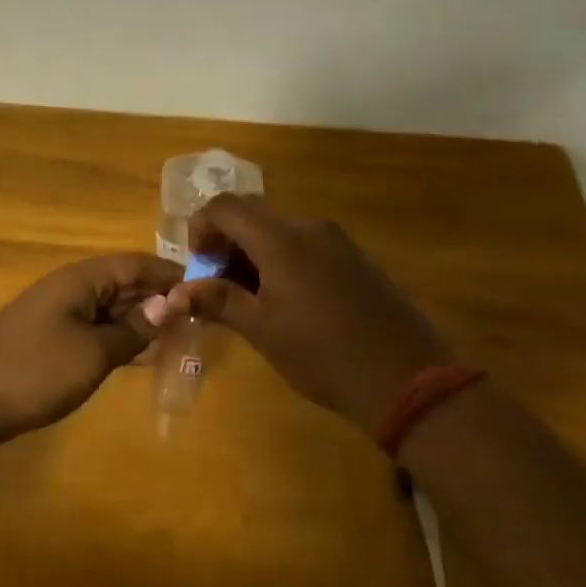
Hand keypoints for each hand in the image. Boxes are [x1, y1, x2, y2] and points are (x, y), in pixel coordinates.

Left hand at [0, 254, 182, 441]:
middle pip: (123, 282)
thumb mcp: (93, 354)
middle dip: (159, 297)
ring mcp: (58, 312)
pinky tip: (140, 354)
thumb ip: (132, 329)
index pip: (135, 264)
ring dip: (141, 318)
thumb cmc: (35, 372)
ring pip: (110, 306)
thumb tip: (169, 304)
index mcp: (81, 279)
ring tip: (180, 336)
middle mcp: (70, 287)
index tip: (206, 288)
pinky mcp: (50, 337)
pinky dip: (119, 336)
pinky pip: (94, 327)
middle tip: (199, 318)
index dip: (170, 274)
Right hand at [167, 195, 447, 432]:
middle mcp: (307, 227)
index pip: (225, 207)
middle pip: (251, 214)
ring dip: (253, 252)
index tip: (199, 266)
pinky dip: (281, 259)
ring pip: (278, 230)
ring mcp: (335, 240)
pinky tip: (286, 300)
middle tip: (217, 285)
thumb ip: (218, 301)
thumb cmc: (323, 354)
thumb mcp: (262, 330)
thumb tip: (177, 293)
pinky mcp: (354, 258)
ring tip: (249, 298)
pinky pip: (304, 244)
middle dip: (225, 243)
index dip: (201, 228)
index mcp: (280, 239)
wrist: (408, 379)